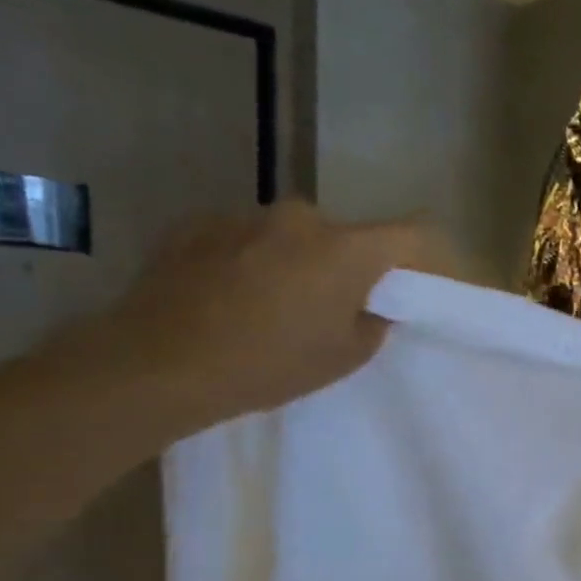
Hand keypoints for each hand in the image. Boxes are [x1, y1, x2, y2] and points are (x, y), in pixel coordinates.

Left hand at [93, 201, 440, 434]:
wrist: (160, 362)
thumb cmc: (271, 364)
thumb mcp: (344, 357)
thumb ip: (372, 322)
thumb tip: (370, 306)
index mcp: (346, 249)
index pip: (409, 233)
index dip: (419, 255)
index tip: (411, 281)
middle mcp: (300, 218)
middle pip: (343, 236)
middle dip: (345, 265)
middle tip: (330, 307)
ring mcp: (244, 216)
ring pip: (291, 236)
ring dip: (294, 261)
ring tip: (270, 305)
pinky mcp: (196, 223)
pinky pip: (244, 238)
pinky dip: (248, 260)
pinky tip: (228, 297)